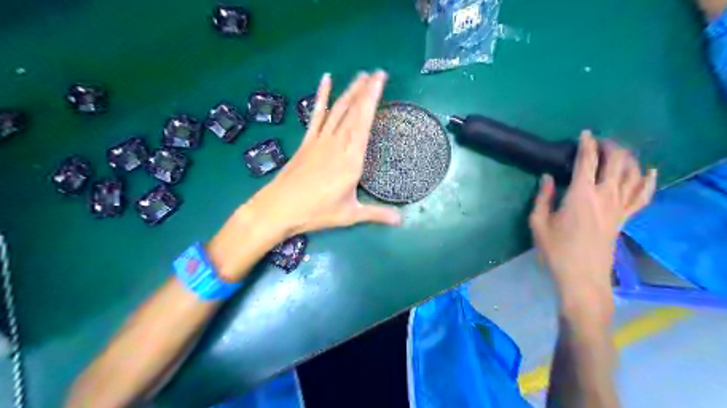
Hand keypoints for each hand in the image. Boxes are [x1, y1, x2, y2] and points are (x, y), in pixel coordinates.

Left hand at [248, 72, 399, 236]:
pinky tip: (325, 80)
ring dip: (350, 91)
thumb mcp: (350, 215)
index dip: (373, 99)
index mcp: (351, 159)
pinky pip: (316, 115)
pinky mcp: (308, 141)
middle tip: (378, 72)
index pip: (365, 123)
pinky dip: (321, 97)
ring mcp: (321, 140)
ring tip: (360, 75)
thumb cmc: (317, 212)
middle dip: (366, 90)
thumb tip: (402, 221)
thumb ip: (377, 214)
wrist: (279, 207)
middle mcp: (337, 144)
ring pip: (338, 110)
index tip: (380, 81)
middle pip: (353, 111)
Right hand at [530, 132, 659, 317]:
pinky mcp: (625, 218)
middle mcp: (605, 195)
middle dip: (610, 146)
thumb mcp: (538, 223)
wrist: (582, 276)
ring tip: (619, 150)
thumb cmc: (556, 250)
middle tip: (601, 140)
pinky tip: (649, 171)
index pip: (588, 161)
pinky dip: (648, 181)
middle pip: (616, 162)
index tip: (585, 133)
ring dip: (627, 158)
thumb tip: (547, 177)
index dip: (587, 144)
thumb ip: (543, 197)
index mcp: (581, 194)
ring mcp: (619, 207)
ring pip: (631, 174)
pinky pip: (643, 196)